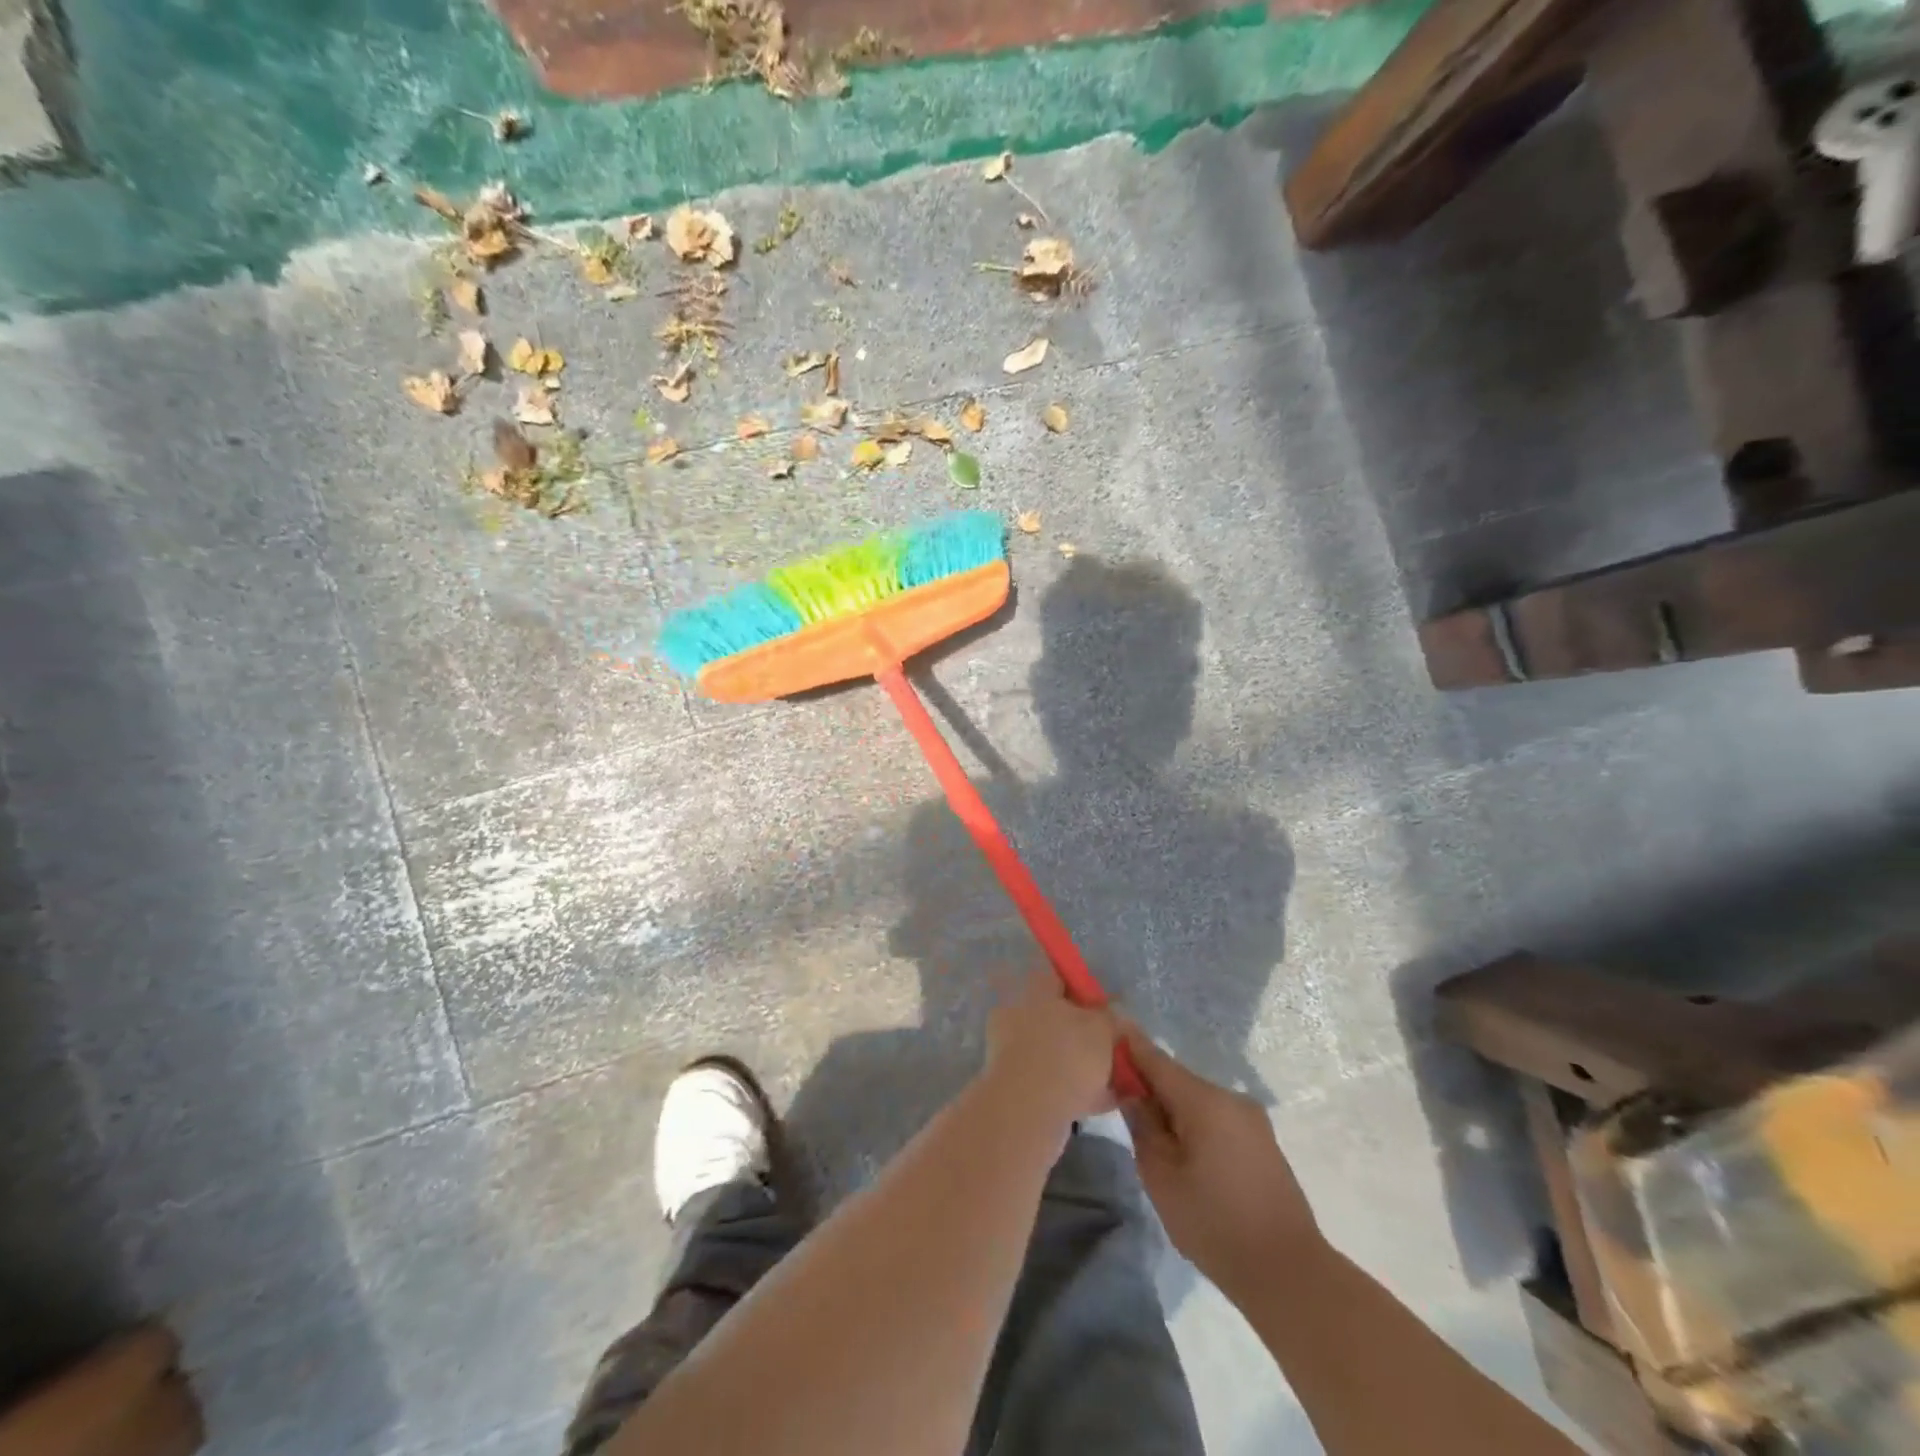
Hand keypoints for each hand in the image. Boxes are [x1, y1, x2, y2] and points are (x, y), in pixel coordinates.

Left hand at [981, 972, 1119, 1127]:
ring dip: (1079, 1066)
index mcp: (1035, 993)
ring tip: (1115, 1083)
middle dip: (1081, 1034)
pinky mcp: (1012, 1085)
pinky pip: (1050, 1082)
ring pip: (1053, 1053)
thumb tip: (1110, 1012)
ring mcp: (1010, 1051)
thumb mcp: (1101, 1029)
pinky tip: (1103, 1104)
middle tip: (1110, 1051)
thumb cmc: (1067, 1056)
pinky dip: (1074, 1091)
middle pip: (1054, 1018)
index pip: (1055, 977)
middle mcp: (1018, 1015)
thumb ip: (1108, 1017)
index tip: (1100, 1008)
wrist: (1027, 1110)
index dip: (1078, 989)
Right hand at [1121, 1031, 1320, 1293]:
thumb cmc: (1215, 1223)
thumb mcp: (1161, 1177)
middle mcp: (1231, 1098)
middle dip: (1150, 1087)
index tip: (1107, 1031)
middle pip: (1178, 1080)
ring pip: (1198, 1102)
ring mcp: (1252, 1120)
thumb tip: (1133, 1094)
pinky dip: (1195, 1126)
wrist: (1289, 1275)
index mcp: (1204, 1100)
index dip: (1129, 1046)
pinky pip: (1217, 1120)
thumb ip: (1142, 1125)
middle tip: (1121, 1104)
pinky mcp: (1263, 1142)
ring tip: (1153, 1140)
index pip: (1156, 1059)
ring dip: (1173, 1110)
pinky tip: (1186, 1155)